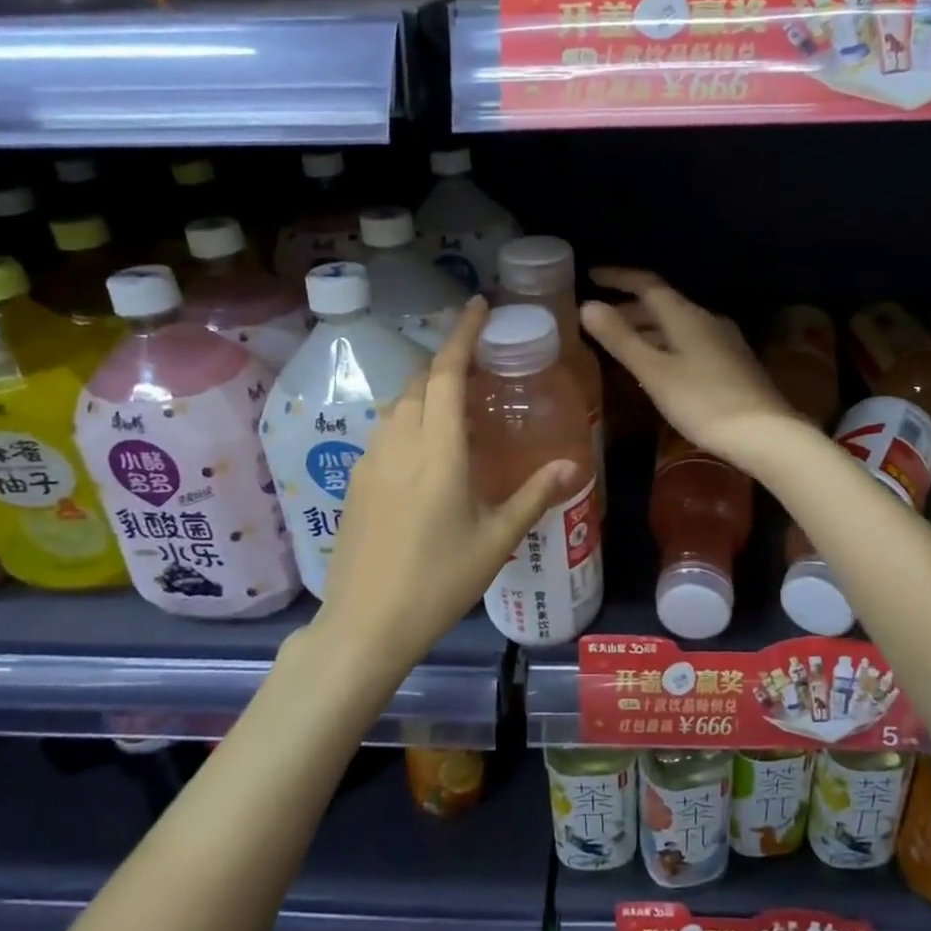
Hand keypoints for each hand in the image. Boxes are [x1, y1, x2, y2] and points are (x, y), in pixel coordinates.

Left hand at [317, 298, 580, 666]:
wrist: (365, 625)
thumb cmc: (438, 582)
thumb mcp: (496, 540)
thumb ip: (535, 495)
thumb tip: (575, 466)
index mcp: (437, 451)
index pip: (447, 373)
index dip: (462, 334)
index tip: (477, 304)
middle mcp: (399, 444)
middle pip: (420, 381)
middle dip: (448, 361)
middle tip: (480, 365)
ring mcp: (370, 462)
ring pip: (398, 405)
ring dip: (427, 390)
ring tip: (458, 404)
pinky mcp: (355, 482)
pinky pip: (385, 431)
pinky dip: (410, 418)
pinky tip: (427, 449)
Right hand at [580, 268, 800, 468]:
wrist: (764, 433)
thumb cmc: (702, 401)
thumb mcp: (654, 371)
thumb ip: (620, 338)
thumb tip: (587, 305)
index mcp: (686, 315)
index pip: (647, 284)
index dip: (618, 278)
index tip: (590, 276)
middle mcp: (706, 319)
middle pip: (662, 305)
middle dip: (629, 308)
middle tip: (599, 318)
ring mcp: (723, 341)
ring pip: (676, 326)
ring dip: (647, 329)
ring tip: (620, 342)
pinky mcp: (731, 363)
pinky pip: (689, 343)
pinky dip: (664, 345)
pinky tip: (655, 366)